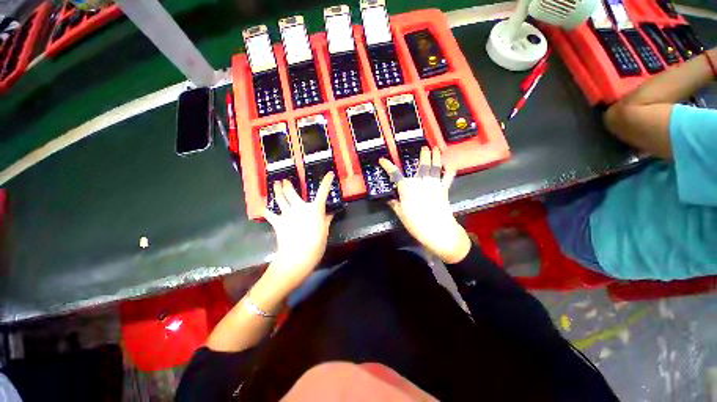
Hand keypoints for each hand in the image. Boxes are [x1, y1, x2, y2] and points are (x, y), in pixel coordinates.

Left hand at [262, 172, 334, 291]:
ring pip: (279, 198)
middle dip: (286, 184)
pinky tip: (263, 207)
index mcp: (315, 209)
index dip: (327, 181)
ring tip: (274, 184)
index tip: (329, 173)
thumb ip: (327, 220)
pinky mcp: (277, 222)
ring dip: (276, 190)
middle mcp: (300, 207)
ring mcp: (287, 213)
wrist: (297, 256)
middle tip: (283, 180)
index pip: (323, 191)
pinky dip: (266, 210)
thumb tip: (330, 213)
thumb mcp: (325, 231)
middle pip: (291, 192)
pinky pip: (269, 214)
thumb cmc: (316, 244)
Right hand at [379, 147, 470, 263]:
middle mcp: (420, 181)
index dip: (388, 166)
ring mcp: (434, 184)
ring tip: (436, 149)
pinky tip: (451, 166)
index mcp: (407, 187)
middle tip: (424, 147)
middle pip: (421, 165)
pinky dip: (449, 171)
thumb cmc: (416, 223)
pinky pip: (447, 178)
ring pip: (435, 167)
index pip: (395, 174)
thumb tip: (390, 199)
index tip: (382, 160)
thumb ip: (395, 204)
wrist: (438, 230)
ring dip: (436, 157)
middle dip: (423, 155)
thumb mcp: (401, 214)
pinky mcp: (443, 189)